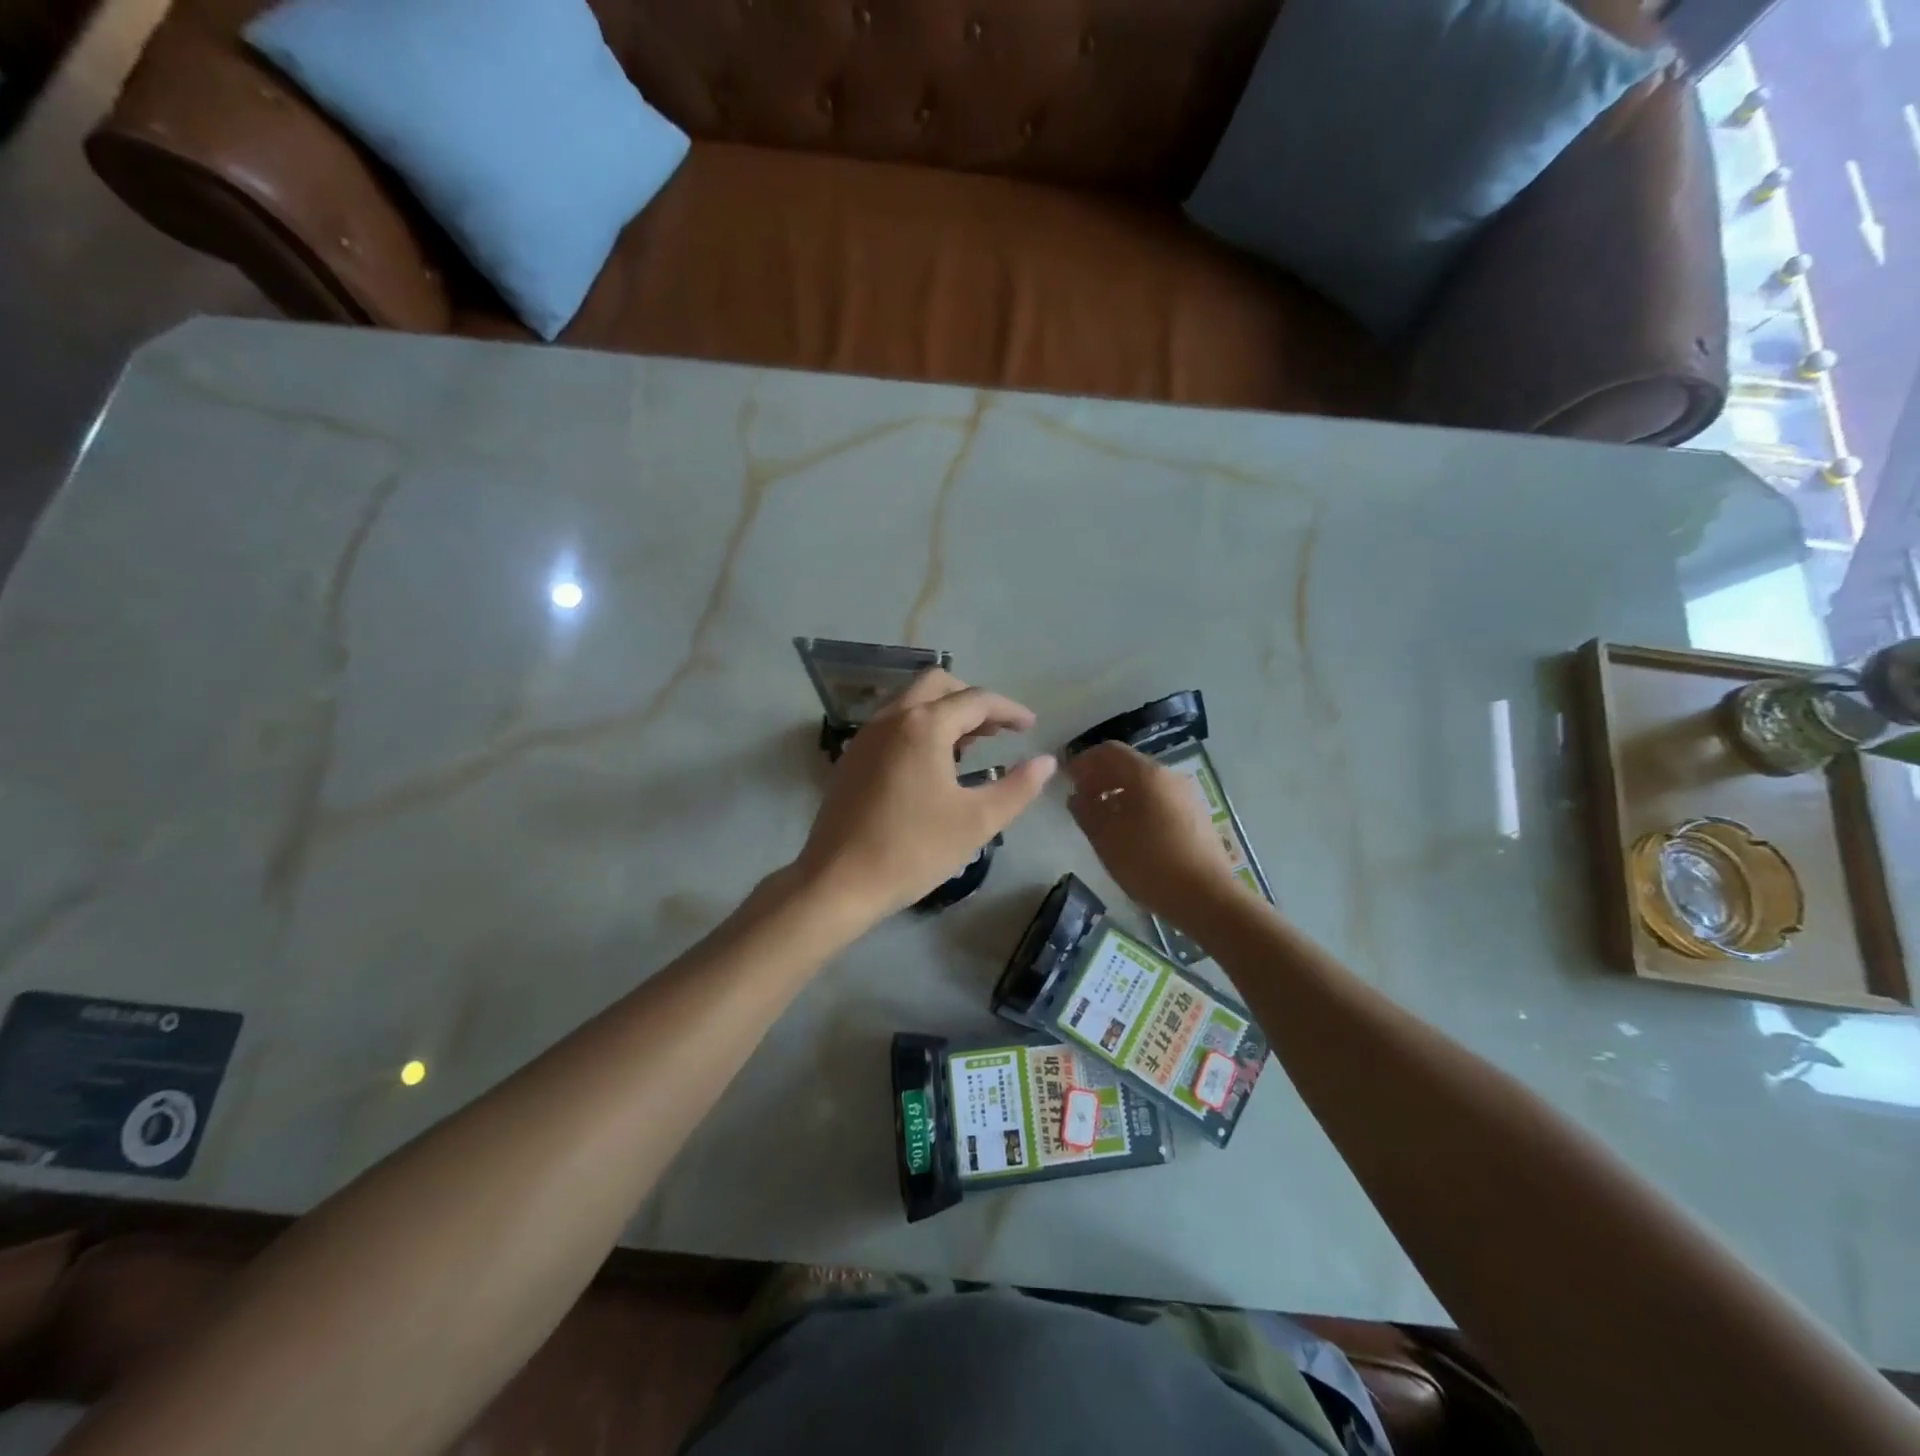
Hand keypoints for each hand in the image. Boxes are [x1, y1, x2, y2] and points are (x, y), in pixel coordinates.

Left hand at [793, 669, 1055, 925]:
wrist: (838, 881)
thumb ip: (1017, 787)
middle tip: (997, 730)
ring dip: (944, 711)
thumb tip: (1046, 762)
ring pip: (911, 701)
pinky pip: (893, 723)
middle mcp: (891, 718)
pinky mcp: (852, 757)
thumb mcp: (977, 821)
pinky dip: (919, 726)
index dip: (1009, 710)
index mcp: (924, 725)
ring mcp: (866, 735)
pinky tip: (931, 764)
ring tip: (969, 747)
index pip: (976, 699)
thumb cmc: (913, 849)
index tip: (1030, 727)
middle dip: (972, 700)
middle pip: (938, 684)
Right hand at [1065, 741, 1241, 924]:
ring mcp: (1186, 796)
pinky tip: (1128, 831)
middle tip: (1080, 799)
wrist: (1206, 897)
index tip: (1066, 780)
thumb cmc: (1149, 863)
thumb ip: (1086, 811)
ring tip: (1101, 817)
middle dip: (1100, 777)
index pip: (1108, 751)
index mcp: (1146, 774)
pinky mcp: (1195, 816)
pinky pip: (1159, 799)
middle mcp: (1169, 776)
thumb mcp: (1106, 838)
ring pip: (1144, 783)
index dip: (1083, 762)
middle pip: (1128, 764)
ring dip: (1118, 792)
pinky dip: (1137, 805)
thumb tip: (1077, 797)